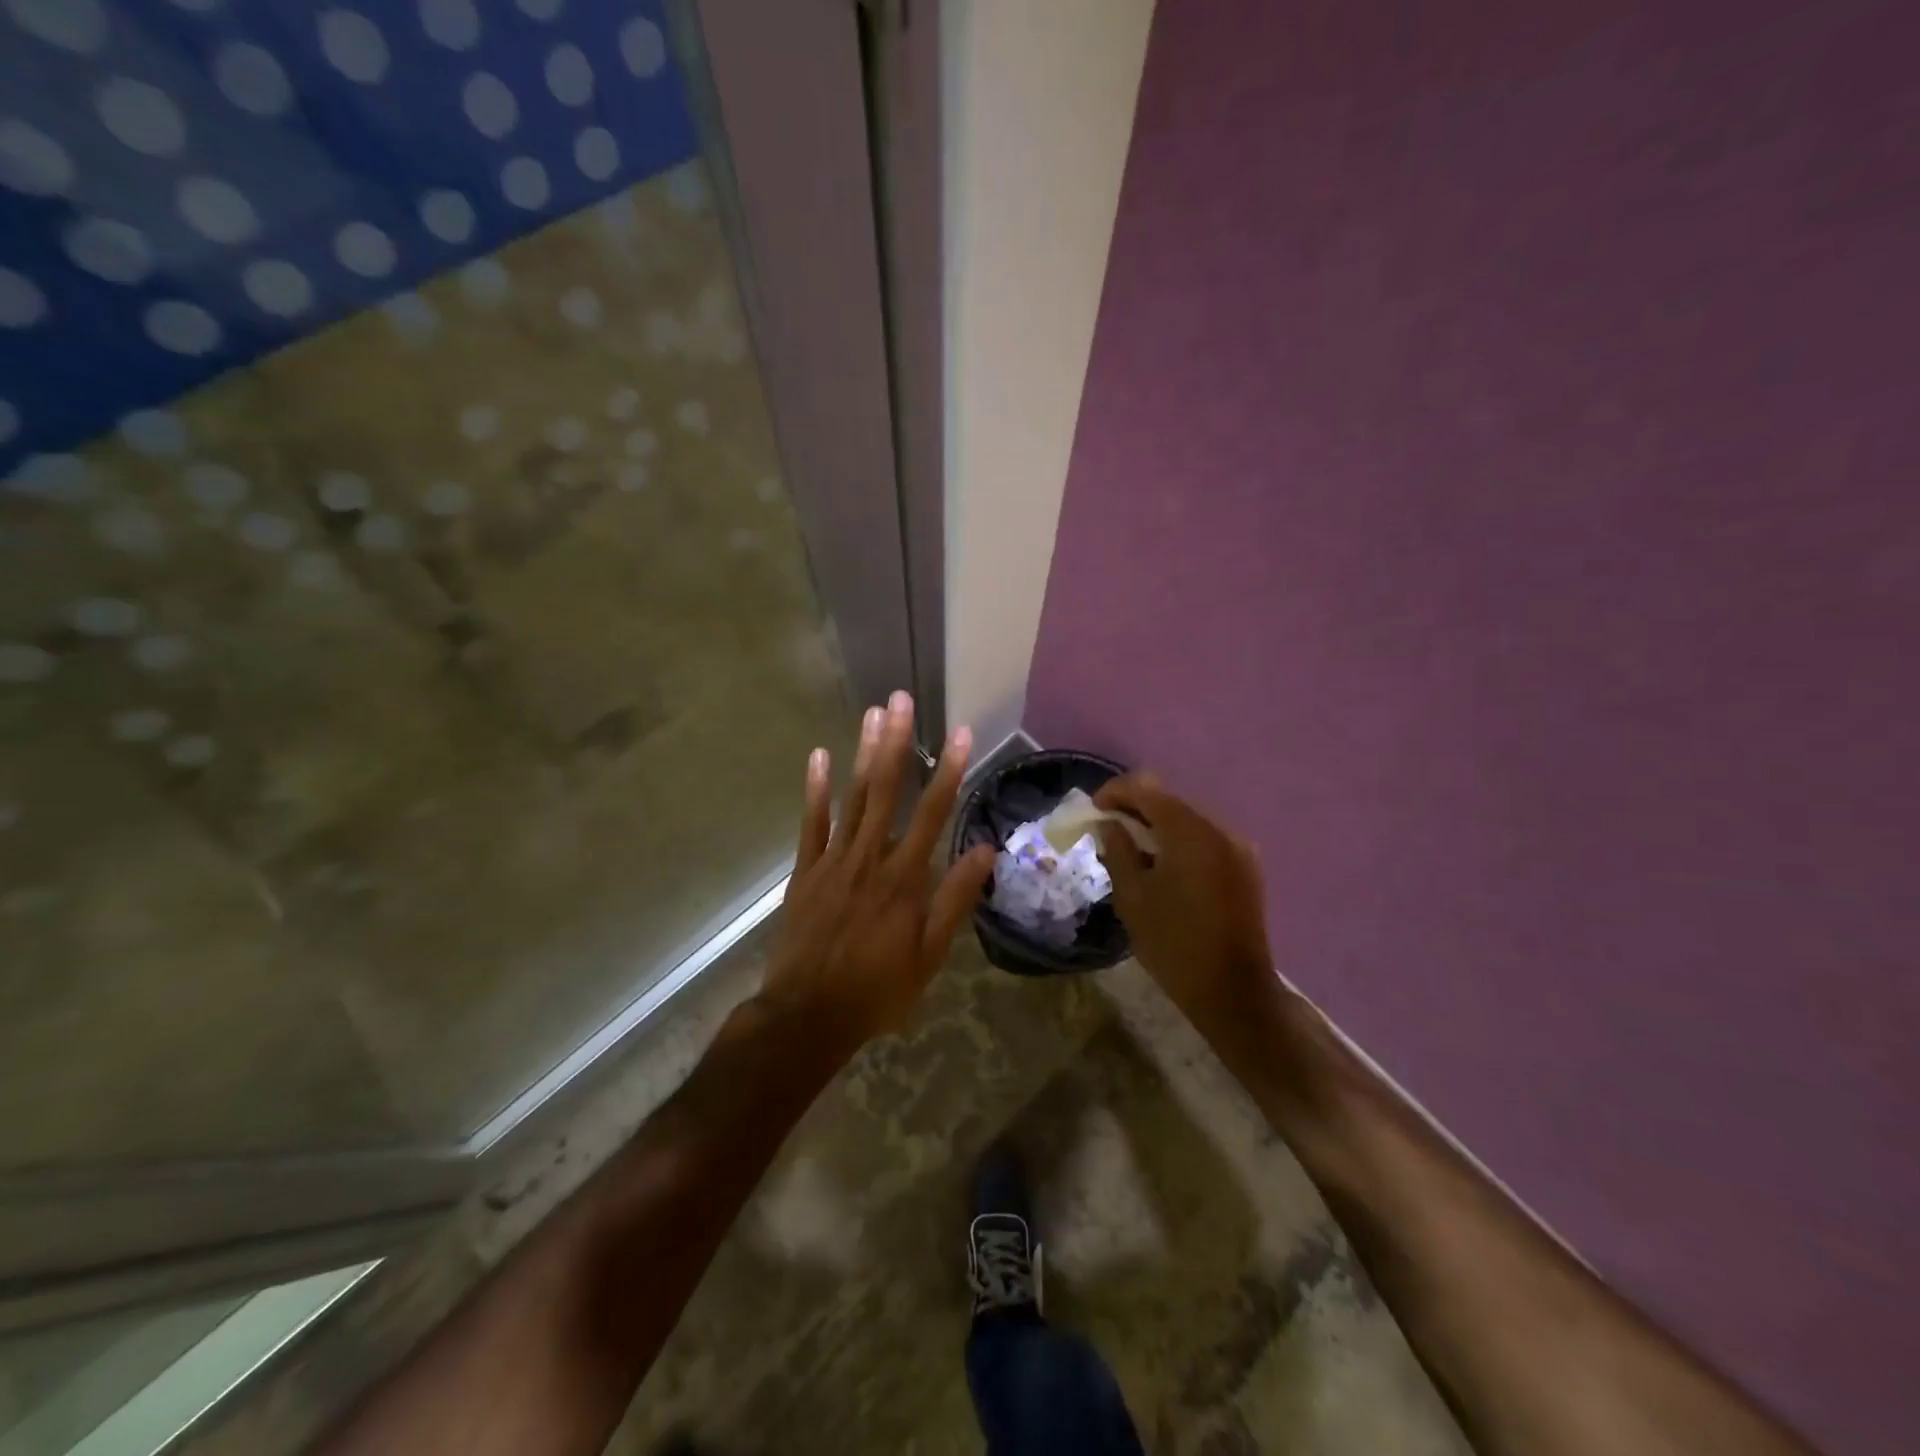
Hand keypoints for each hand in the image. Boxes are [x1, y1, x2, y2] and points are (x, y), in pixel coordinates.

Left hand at [762, 692, 995, 1056]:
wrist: (807, 1015)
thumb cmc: (878, 990)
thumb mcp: (930, 954)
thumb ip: (955, 899)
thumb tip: (985, 850)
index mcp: (905, 877)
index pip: (933, 813)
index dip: (948, 770)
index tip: (959, 733)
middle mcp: (870, 857)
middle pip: (886, 790)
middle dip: (896, 742)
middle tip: (901, 699)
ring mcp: (833, 860)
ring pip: (852, 798)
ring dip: (862, 753)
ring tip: (872, 713)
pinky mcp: (806, 871)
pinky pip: (811, 823)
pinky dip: (815, 789)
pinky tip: (819, 756)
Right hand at [1094, 774, 1275, 1027]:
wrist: (1232, 991)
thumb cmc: (1173, 943)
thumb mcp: (1132, 896)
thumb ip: (1118, 850)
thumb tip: (1110, 824)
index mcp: (1189, 832)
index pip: (1146, 789)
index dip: (1115, 792)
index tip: (1094, 811)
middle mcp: (1219, 829)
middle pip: (1170, 800)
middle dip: (1136, 808)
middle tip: (1108, 829)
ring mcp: (1238, 847)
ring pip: (1188, 819)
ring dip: (1158, 825)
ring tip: (1133, 850)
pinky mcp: (1246, 867)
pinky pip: (1205, 839)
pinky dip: (1180, 841)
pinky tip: (1164, 866)